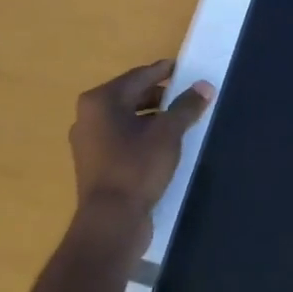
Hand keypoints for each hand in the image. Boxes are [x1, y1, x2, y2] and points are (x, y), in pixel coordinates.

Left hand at [69, 60, 214, 246]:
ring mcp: (88, 141)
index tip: (184, 68)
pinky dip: (141, 134)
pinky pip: (121, 137)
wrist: (110, 223)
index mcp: (101, 100)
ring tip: (179, 120)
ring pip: (126, 118)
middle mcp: (88, 116)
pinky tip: (163, 143)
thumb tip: (205, 86)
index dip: (164, 71)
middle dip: (159, 95)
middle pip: (130, 95)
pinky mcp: (94, 163)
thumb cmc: (136, 167)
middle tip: (186, 94)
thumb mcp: (168, 133)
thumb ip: (187, 106)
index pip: (138, 76)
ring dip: (152, 116)